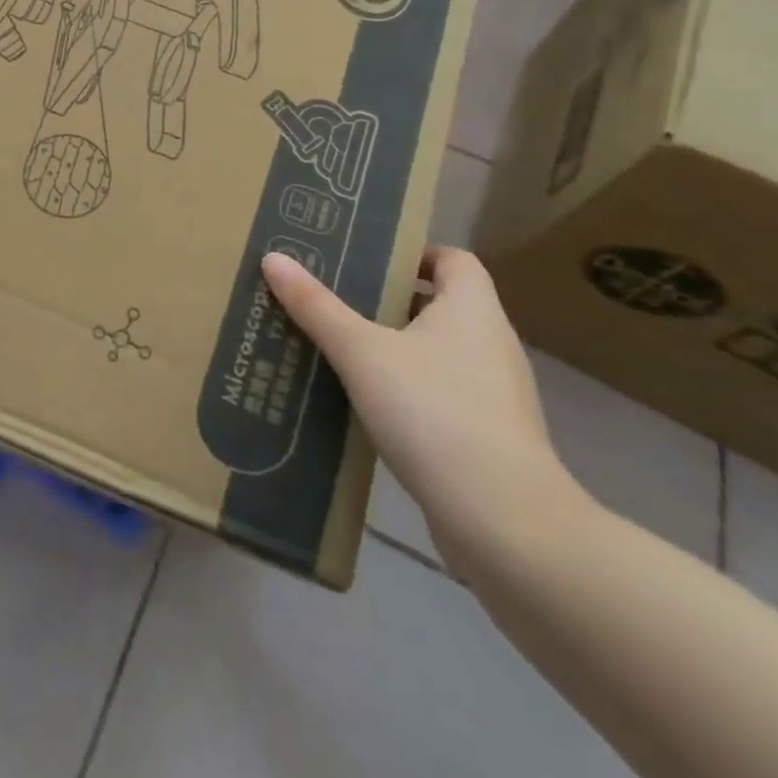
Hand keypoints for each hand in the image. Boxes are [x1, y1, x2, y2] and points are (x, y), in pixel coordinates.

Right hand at [262, 246, 585, 569]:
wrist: (504, 524)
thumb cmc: (435, 414)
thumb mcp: (362, 353)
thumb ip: (316, 306)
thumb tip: (273, 257)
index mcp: (472, 309)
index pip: (452, 259)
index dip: (412, 252)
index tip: (364, 259)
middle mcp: (490, 343)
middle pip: (438, 304)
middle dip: (386, 299)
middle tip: (332, 296)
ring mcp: (493, 394)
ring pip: (435, 352)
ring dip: (391, 347)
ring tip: (336, 346)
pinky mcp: (485, 437)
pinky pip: (438, 393)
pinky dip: (403, 389)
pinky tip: (361, 402)